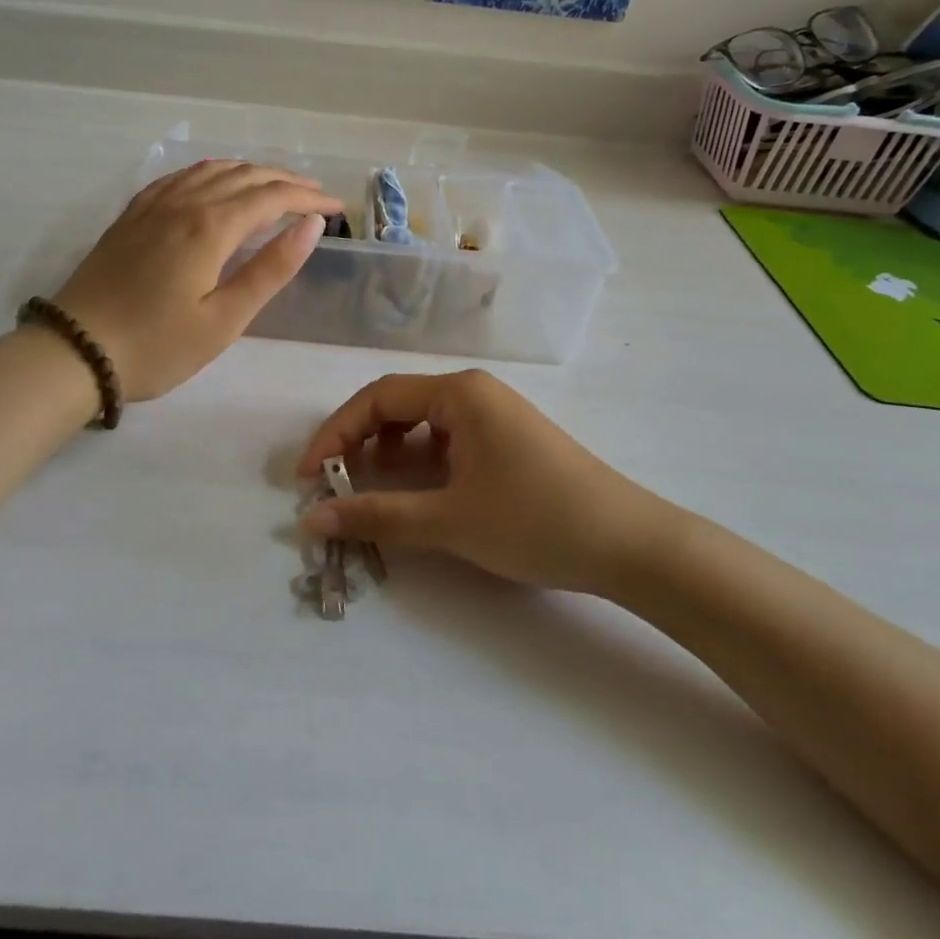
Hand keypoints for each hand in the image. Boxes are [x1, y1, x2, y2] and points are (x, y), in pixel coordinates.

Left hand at [54, 161, 342, 400]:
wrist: (74, 351)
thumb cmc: (157, 346)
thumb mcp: (224, 320)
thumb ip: (270, 269)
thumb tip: (312, 225)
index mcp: (211, 226)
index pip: (273, 197)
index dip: (310, 198)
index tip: (338, 208)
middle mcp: (184, 202)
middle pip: (246, 176)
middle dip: (287, 181)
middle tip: (316, 195)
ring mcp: (153, 204)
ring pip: (213, 169)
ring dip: (251, 172)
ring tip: (276, 185)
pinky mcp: (133, 214)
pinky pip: (181, 176)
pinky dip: (212, 172)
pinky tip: (216, 182)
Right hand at [296, 371, 679, 595]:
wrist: (631, 546)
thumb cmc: (536, 521)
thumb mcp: (449, 520)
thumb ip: (376, 515)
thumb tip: (311, 519)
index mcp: (459, 393)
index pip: (377, 398)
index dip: (334, 434)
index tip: (308, 477)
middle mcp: (474, 393)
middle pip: (397, 406)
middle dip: (359, 443)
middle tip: (333, 485)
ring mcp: (495, 416)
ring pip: (423, 426)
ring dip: (390, 455)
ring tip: (374, 492)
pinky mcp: (508, 442)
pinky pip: (449, 442)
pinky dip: (422, 465)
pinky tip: (421, 496)